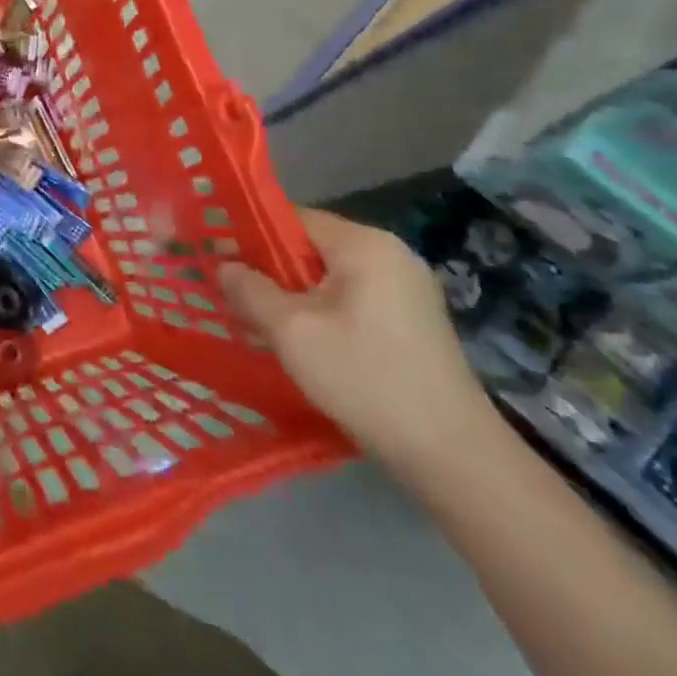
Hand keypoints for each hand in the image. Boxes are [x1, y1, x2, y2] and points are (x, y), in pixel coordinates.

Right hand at [219, 209, 494, 474]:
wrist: (454, 457)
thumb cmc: (365, 379)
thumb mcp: (291, 332)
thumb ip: (249, 290)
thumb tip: (224, 265)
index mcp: (364, 244)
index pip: (291, 218)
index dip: (251, 237)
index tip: (222, 264)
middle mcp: (391, 253)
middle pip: (311, 246)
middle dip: (272, 270)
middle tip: (239, 299)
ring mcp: (409, 287)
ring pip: (330, 275)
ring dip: (296, 294)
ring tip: (266, 324)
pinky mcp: (415, 319)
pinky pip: (353, 297)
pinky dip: (324, 311)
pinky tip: (308, 343)